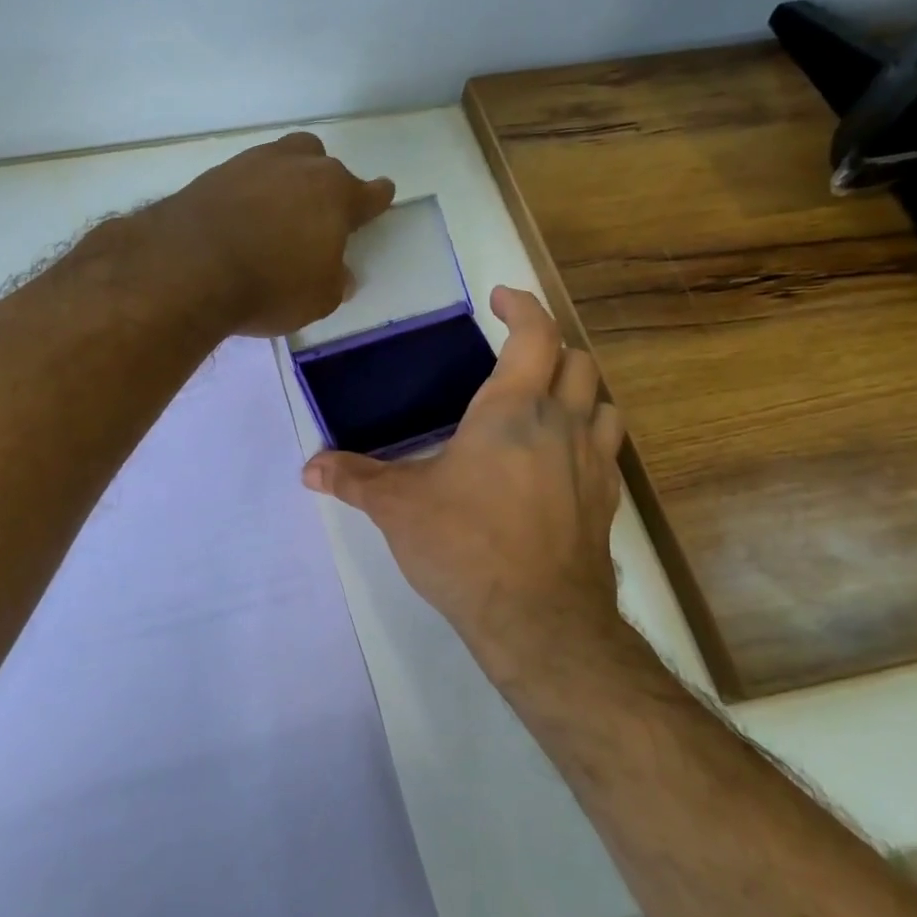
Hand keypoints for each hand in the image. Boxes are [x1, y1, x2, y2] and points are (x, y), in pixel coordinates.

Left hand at [152, 132, 395, 336]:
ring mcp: (252, 164)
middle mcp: (298, 167)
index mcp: (335, 195)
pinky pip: (242, 178)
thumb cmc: (270, 286)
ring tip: (275, 215)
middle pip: (322, 162)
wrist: (190, 268)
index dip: (376, 199)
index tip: (380, 197)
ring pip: (281, 160)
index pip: (369, 193)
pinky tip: (239, 220)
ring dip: (284, 182)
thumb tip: (340, 274)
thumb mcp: (317, 299)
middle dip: (325, 184)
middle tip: (316, 216)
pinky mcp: (213, 174)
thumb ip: (335, 282)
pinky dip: (247, 195)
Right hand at [302, 287, 628, 686]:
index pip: (533, 334)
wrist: (538, 618)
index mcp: (512, 410)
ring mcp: (592, 464)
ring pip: (603, 402)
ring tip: (548, 401)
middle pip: (576, 362)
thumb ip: (354, 478)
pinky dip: (589, 437)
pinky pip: (607, 450)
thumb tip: (309, 467)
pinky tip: (562, 461)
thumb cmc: (464, 545)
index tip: (502, 297)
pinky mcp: (605, 502)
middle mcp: (562, 424)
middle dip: (550, 346)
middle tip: (518, 354)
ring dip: (579, 390)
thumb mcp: (398, 507)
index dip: (521, 306)